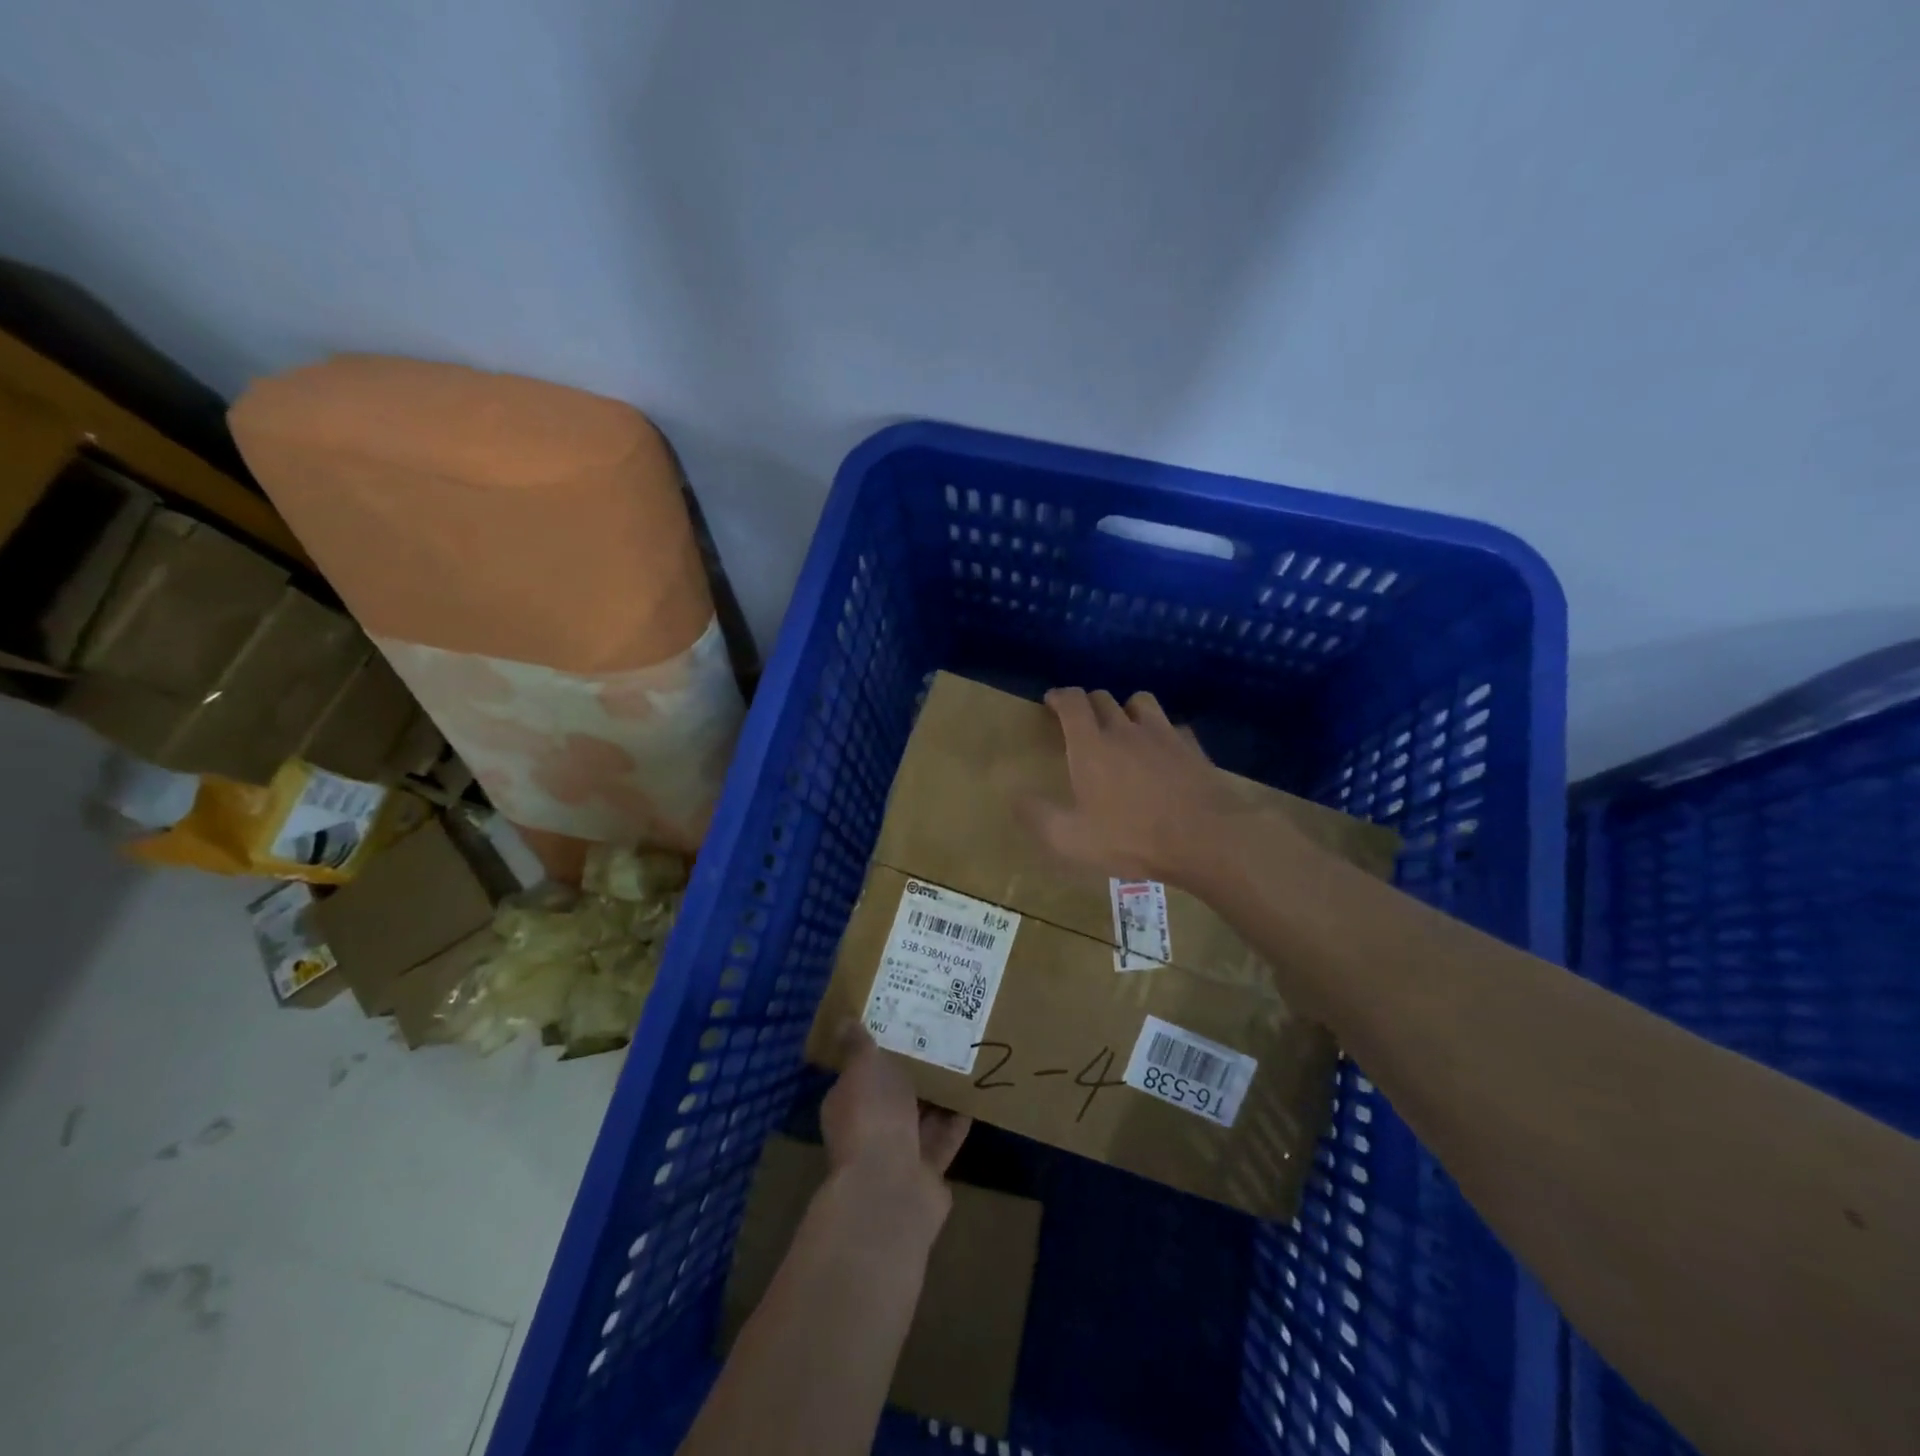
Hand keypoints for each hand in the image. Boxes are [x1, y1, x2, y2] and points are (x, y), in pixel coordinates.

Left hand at [821, 1023, 970, 1222]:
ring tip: (963, 1059)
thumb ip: (858, 1045)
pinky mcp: (928, 1169)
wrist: (892, 1186)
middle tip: (939, 1036)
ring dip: (939, 1094)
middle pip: (894, 1095)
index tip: (900, 1026)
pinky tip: (976, 1093)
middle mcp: (870, 1128)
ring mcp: (899, 1152)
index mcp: (847, 1103)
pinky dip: (958, 1118)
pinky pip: (945, 1136)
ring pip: (922, 1115)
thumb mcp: (863, 1067)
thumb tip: (843, 1020)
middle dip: (914, 1071)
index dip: (878, 1052)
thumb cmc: (872, 1116)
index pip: (860, 1074)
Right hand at [1023, 687, 1253, 883]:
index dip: (1058, 696)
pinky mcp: (1192, 747)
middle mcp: (1125, 729)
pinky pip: (1172, 727)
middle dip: (1087, 704)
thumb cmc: (1132, 838)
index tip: (1051, 701)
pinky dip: (1161, 732)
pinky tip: (1163, 752)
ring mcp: (1163, 734)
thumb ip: (1039, 817)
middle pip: (1103, 698)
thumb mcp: (1072, 840)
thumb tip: (1015, 797)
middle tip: (1081, 722)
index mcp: (1091, 745)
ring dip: (1126, 708)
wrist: (1206, 838)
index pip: (1071, 701)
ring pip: (1140, 702)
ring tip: (1123, 728)